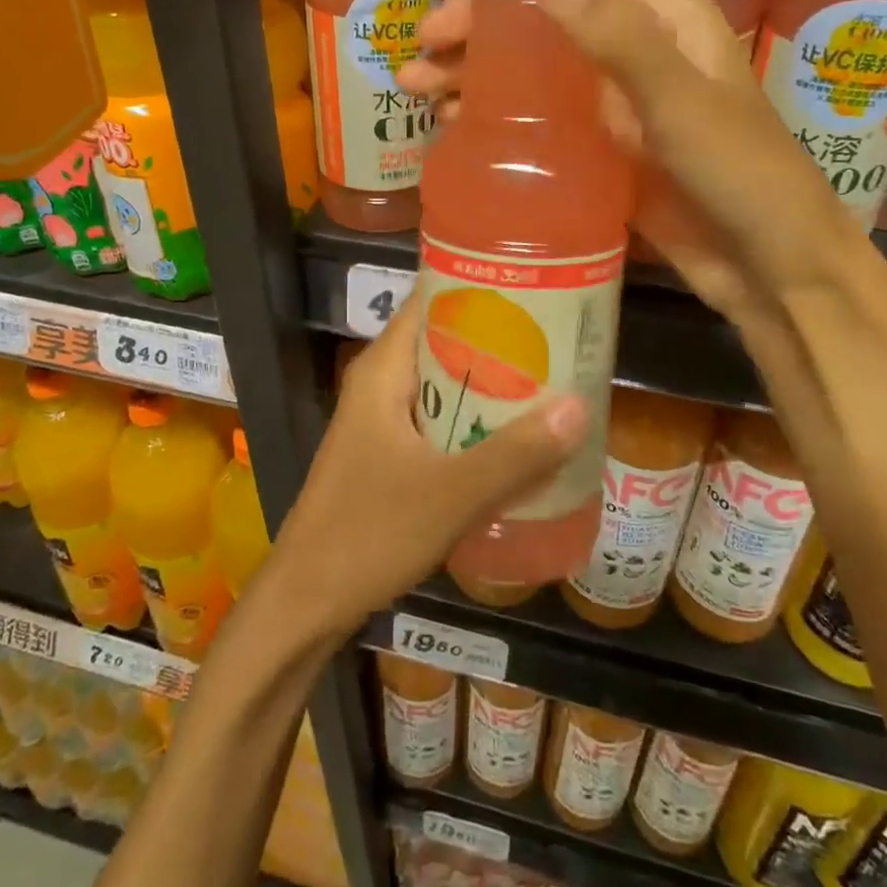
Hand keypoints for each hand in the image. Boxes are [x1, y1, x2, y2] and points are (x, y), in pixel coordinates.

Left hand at [267, 298, 586, 636]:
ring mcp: (382, 421)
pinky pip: (440, 422)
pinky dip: (476, 422)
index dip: (481, 288)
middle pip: (445, 341)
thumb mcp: (451, 493)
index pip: (431, 299)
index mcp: (383, 369)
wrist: (306, 601)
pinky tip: (519, 439)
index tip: (537, 286)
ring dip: (492, 385)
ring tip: (554, 382)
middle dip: (500, 339)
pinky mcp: (388, 454)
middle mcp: (381, 383)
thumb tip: (581, 405)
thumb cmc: (369, 533)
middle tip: (561, 338)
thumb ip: (516, 453)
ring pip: (445, 385)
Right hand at [395, 0, 872, 338]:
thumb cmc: (740, 173)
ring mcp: (615, 104)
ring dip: (477, 72)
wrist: (769, 266)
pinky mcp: (601, 150)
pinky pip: (538, 120)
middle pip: (545, 16)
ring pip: (533, 69)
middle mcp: (634, 51)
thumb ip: (616, 36)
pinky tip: (455, 126)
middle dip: (481, 21)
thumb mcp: (678, 102)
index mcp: (665, 18)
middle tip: (425, 41)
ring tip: (419, 86)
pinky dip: (497, 118)